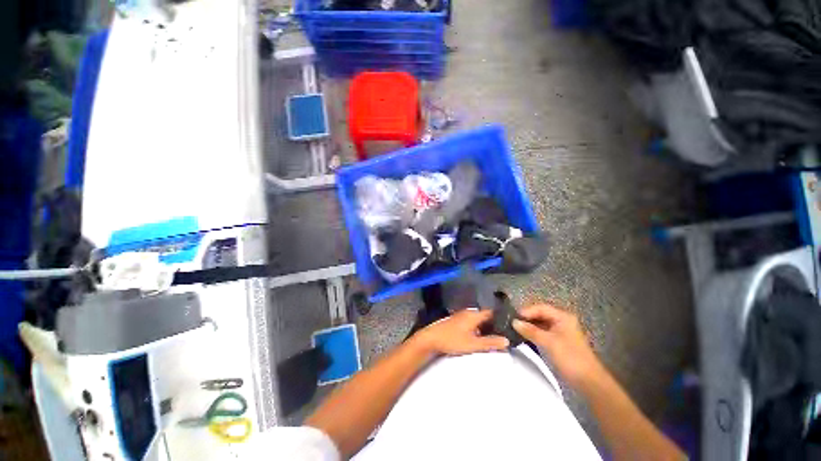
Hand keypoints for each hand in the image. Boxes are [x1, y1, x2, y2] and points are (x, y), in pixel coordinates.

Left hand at [414, 310, 508, 356]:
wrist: (431, 338)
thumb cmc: (453, 340)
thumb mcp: (473, 344)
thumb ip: (490, 343)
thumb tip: (507, 341)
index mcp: (473, 315)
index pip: (491, 312)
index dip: (501, 318)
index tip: (509, 325)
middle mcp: (468, 312)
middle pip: (484, 316)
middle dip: (494, 324)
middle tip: (504, 334)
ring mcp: (461, 316)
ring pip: (477, 319)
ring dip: (485, 327)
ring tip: (493, 337)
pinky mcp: (456, 321)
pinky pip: (471, 322)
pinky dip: (477, 328)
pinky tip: (478, 337)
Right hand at [512, 304, 602, 386]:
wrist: (588, 381)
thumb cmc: (570, 357)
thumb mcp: (549, 342)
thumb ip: (530, 331)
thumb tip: (514, 322)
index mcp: (563, 317)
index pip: (541, 308)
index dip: (527, 311)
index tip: (513, 317)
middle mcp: (562, 321)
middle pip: (540, 314)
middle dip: (527, 318)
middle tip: (512, 322)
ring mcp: (560, 332)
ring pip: (540, 324)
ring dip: (529, 326)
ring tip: (515, 329)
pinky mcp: (558, 342)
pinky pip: (543, 332)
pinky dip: (533, 333)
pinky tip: (524, 336)